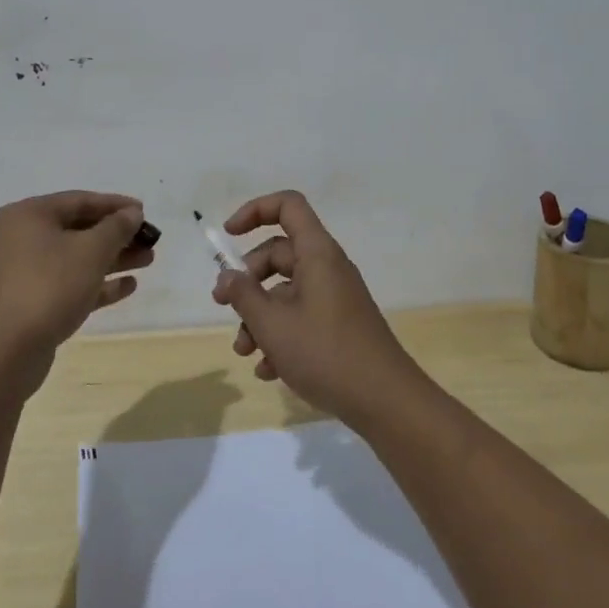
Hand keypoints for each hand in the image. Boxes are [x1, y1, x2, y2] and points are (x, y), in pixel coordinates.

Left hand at [0, 191, 152, 397]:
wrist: (6, 352)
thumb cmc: (49, 286)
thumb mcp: (91, 251)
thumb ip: (117, 227)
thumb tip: (132, 213)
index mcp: (30, 215)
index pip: (80, 200)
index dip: (115, 205)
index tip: (145, 212)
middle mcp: (23, 238)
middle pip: (79, 229)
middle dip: (117, 235)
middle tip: (150, 240)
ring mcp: (25, 272)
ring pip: (77, 257)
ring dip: (112, 258)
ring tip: (148, 260)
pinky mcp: (32, 302)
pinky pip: (70, 283)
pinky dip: (98, 282)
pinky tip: (128, 286)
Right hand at [212, 191, 422, 429]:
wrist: (385, 401)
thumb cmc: (325, 353)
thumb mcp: (273, 324)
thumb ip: (243, 295)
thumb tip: (227, 276)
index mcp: (317, 253)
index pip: (288, 206)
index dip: (255, 211)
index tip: (229, 235)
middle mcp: (327, 268)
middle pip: (280, 254)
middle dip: (248, 279)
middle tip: (223, 304)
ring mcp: (335, 298)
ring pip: (286, 291)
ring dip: (259, 316)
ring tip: (244, 351)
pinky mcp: (339, 326)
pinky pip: (301, 317)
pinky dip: (280, 336)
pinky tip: (267, 370)